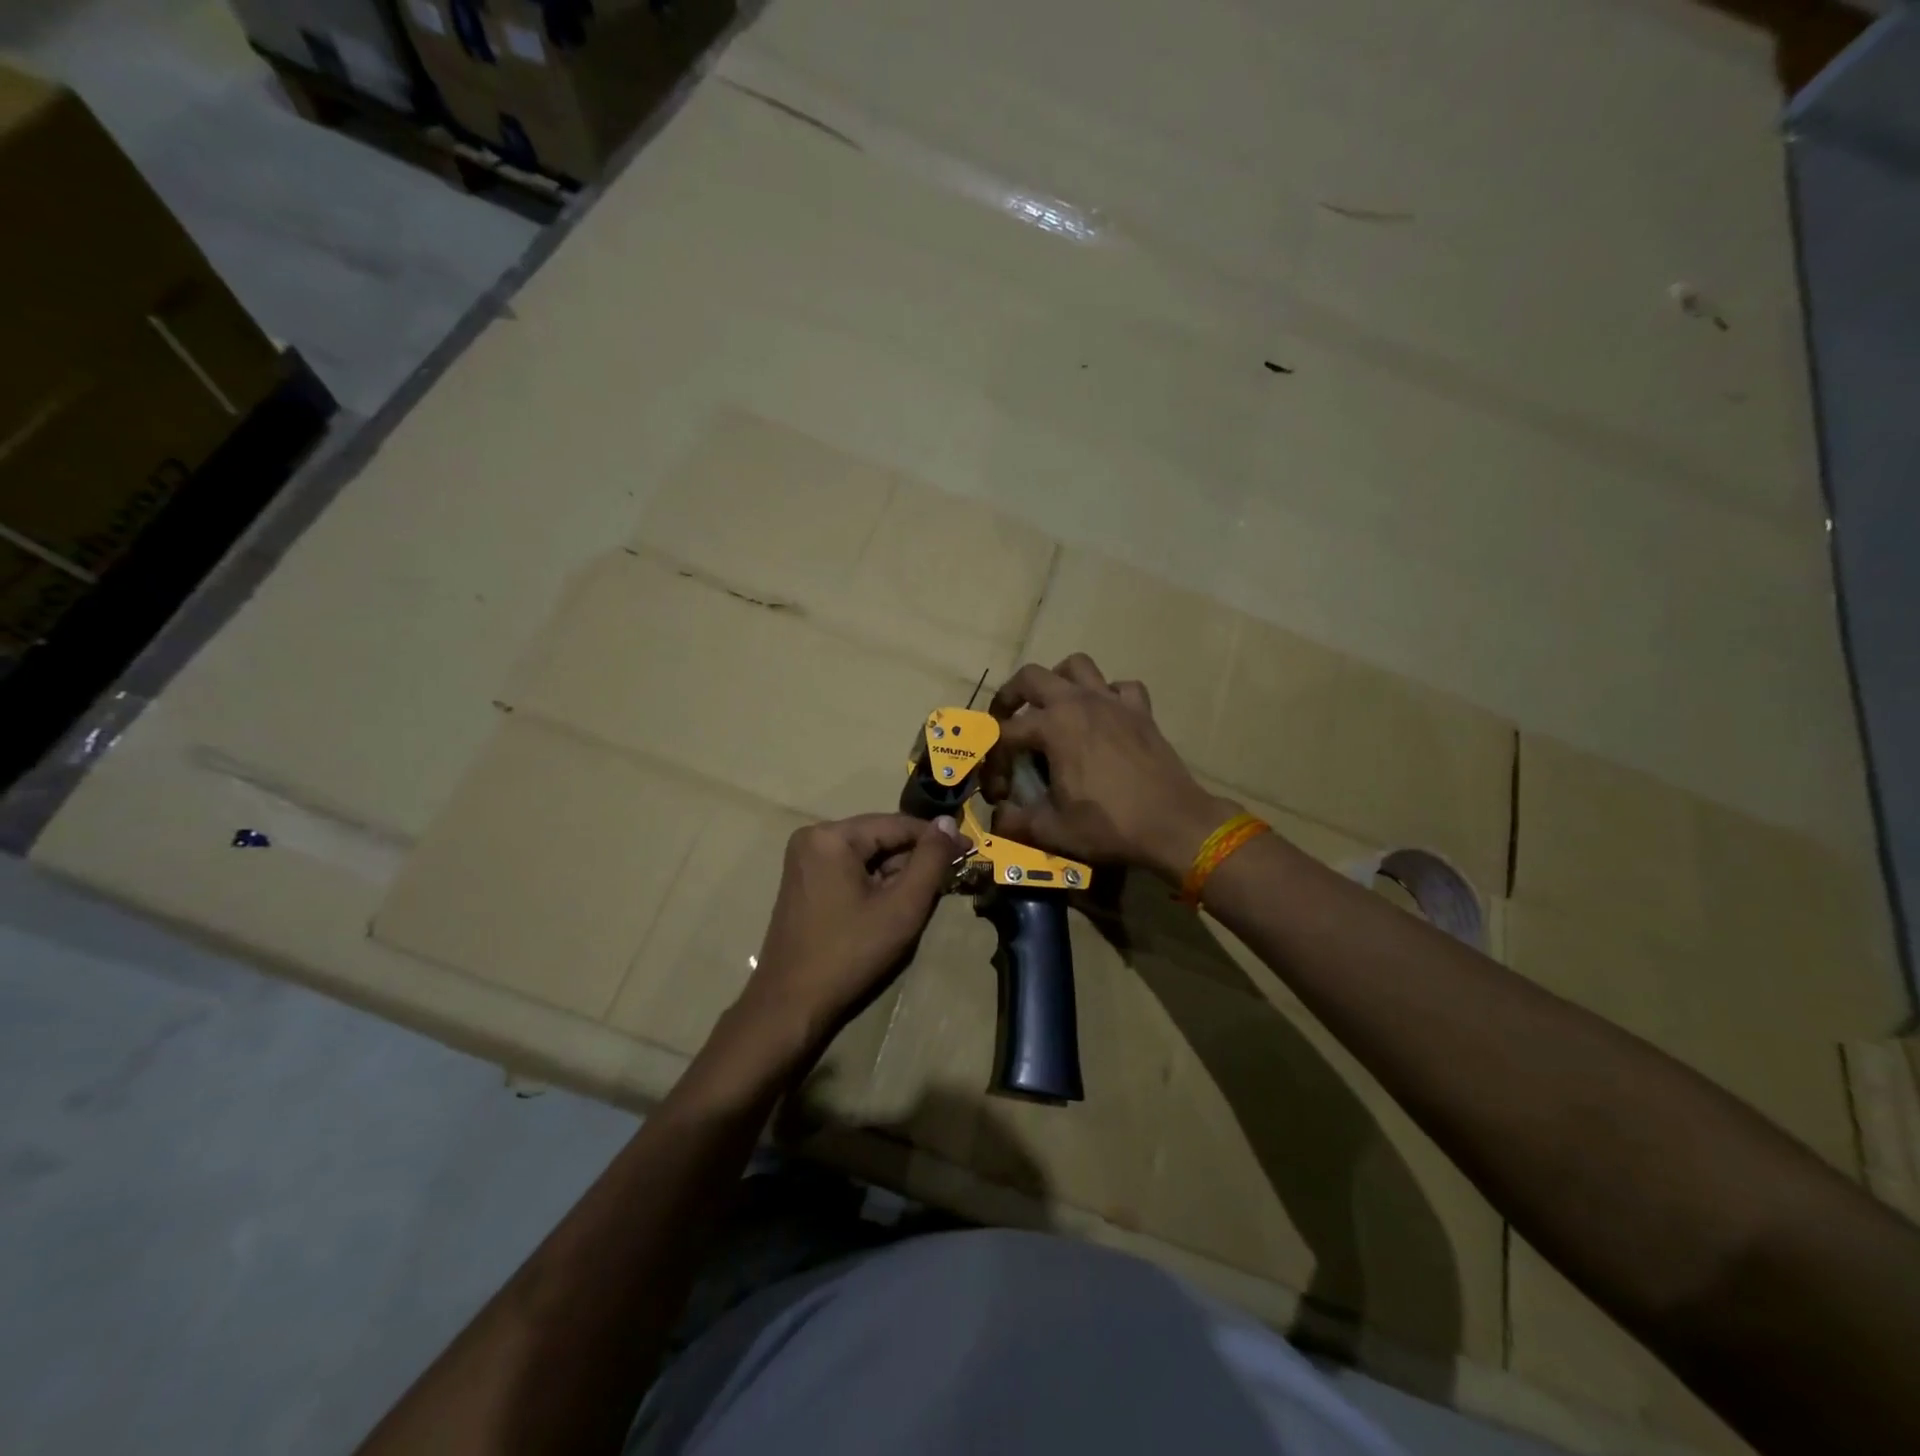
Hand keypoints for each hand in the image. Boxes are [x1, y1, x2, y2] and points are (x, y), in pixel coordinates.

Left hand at [736, 813, 965, 1057]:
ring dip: (896, 873)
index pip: (897, 824)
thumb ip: (930, 860)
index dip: (937, 838)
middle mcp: (813, 837)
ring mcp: (804, 859)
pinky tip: (890, 906)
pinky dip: (874, 882)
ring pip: (867, 855)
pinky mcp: (803, 880)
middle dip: (914, 858)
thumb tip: (949, 822)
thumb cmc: (850, 953)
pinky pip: (849, 869)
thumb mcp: (902, 906)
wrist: (790, 1003)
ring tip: (920, 899)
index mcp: (832, 836)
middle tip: (948, 881)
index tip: (970, 850)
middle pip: (880, 837)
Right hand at [986, 655, 1238, 881]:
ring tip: (1052, 707)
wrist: (1174, 825)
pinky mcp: (1141, 711)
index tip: (998, 789)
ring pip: (1077, 667)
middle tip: (1006, 720)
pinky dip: (1107, 694)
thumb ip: (1016, 821)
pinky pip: (1120, 687)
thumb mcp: (1052, 830)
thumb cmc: (1110, 826)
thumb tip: (999, 817)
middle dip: (1010, 696)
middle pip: (1031, 677)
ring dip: (1057, 681)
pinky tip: (1104, 716)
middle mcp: (1079, 702)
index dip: (993, 760)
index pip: (1005, 732)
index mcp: (1053, 726)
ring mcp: (1113, 702)